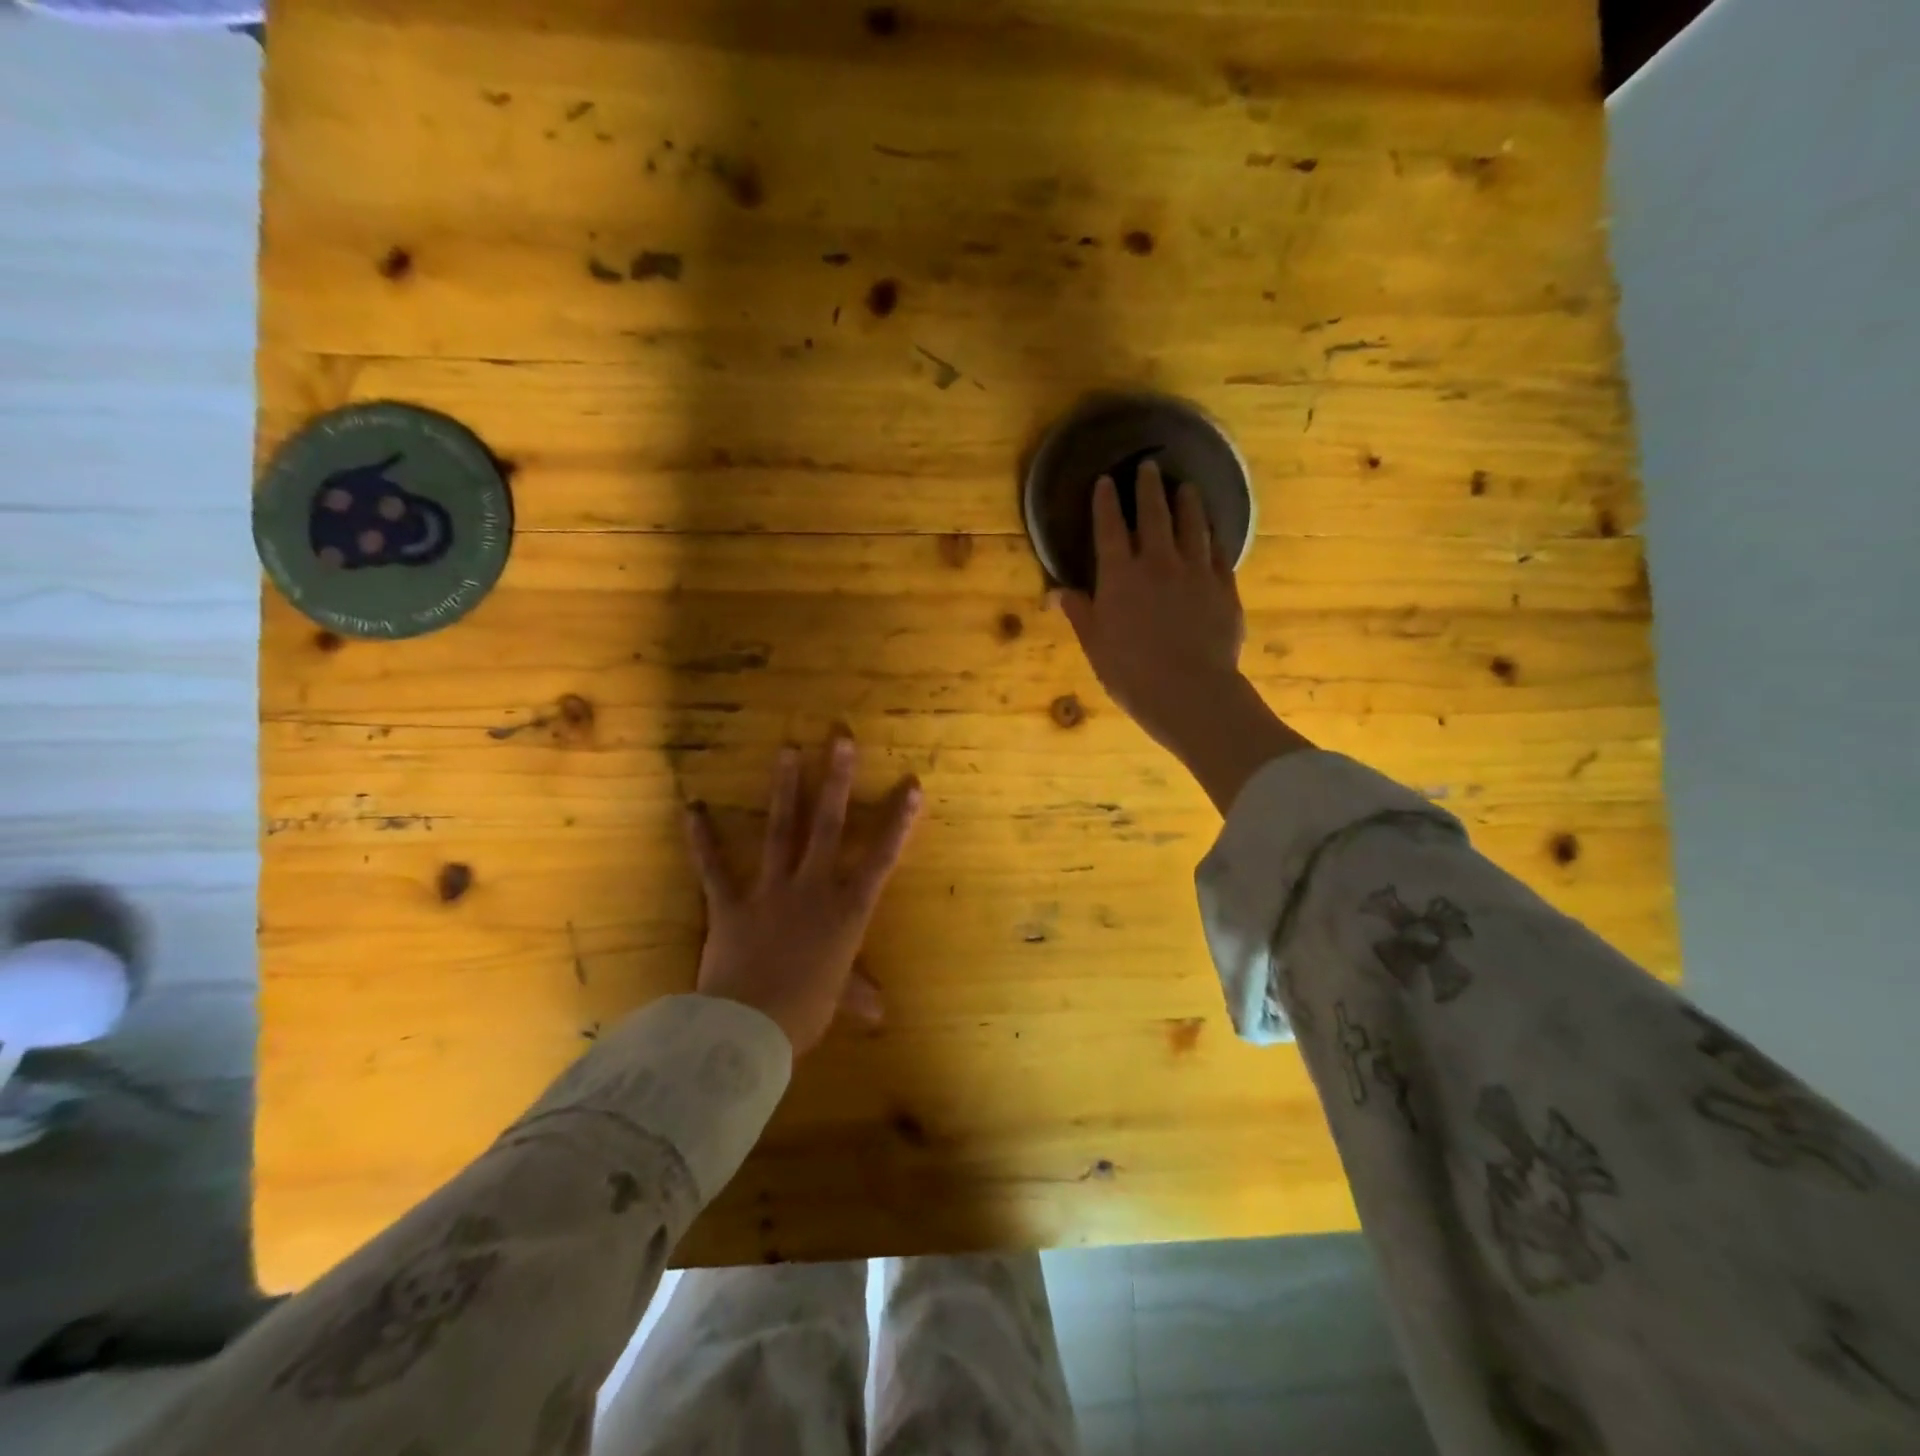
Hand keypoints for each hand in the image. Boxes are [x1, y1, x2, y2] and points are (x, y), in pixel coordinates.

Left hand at [682, 735, 920, 1053]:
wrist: (749, 1029)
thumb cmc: (805, 1012)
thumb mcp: (837, 999)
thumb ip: (857, 994)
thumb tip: (880, 1013)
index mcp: (847, 911)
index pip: (881, 858)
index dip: (899, 821)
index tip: (911, 785)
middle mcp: (812, 888)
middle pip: (828, 825)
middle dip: (836, 779)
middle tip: (840, 737)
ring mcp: (770, 891)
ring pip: (780, 830)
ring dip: (785, 789)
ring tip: (787, 750)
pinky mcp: (730, 903)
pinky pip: (714, 866)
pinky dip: (702, 838)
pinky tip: (693, 808)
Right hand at [1058, 462, 1246, 747]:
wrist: (1189, 691)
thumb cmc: (1130, 672)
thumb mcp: (1094, 644)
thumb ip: (1079, 613)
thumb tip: (1057, 592)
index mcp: (1120, 575)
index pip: (1109, 528)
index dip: (1106, 502)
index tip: (1105, 481)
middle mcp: (1158, 562)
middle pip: (1154, 514)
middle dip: (1149, 488)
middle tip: (1150, 466)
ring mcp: (1196, 571)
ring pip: (1193, 525)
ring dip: (1188, 502)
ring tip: (1186, 487)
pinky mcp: (1224, 587)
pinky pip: (1219, 552)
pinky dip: (1213, 536)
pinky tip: (1213, 531)